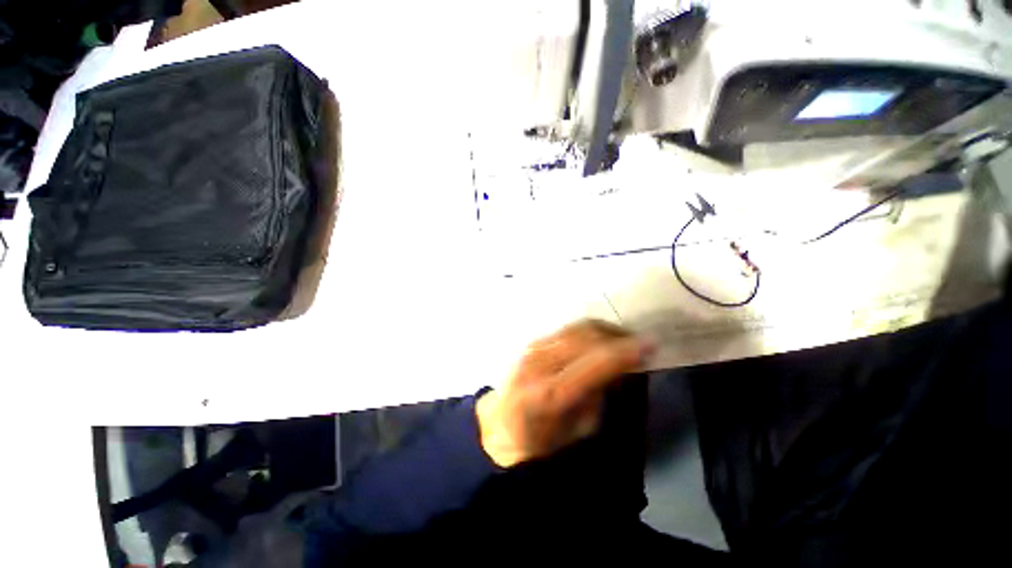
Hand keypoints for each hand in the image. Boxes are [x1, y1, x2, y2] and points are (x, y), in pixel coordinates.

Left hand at [475, 320, 651, 467]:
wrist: (498, 431)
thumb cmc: (542, 442)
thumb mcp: (580, 431)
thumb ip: (600, 396)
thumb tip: (622, 368)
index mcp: (549, 395)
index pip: (596, 362)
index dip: (627, 351)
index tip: (652, 346)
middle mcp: (537, 365)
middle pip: (588, 336)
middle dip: (620, 337)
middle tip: (642, 345)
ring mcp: (530, 351)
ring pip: (578, 328)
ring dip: (606, 332)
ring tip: (625, 343)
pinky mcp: (530, 344)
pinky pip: (567, 330)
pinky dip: (590, 333)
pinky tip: (602, 343)